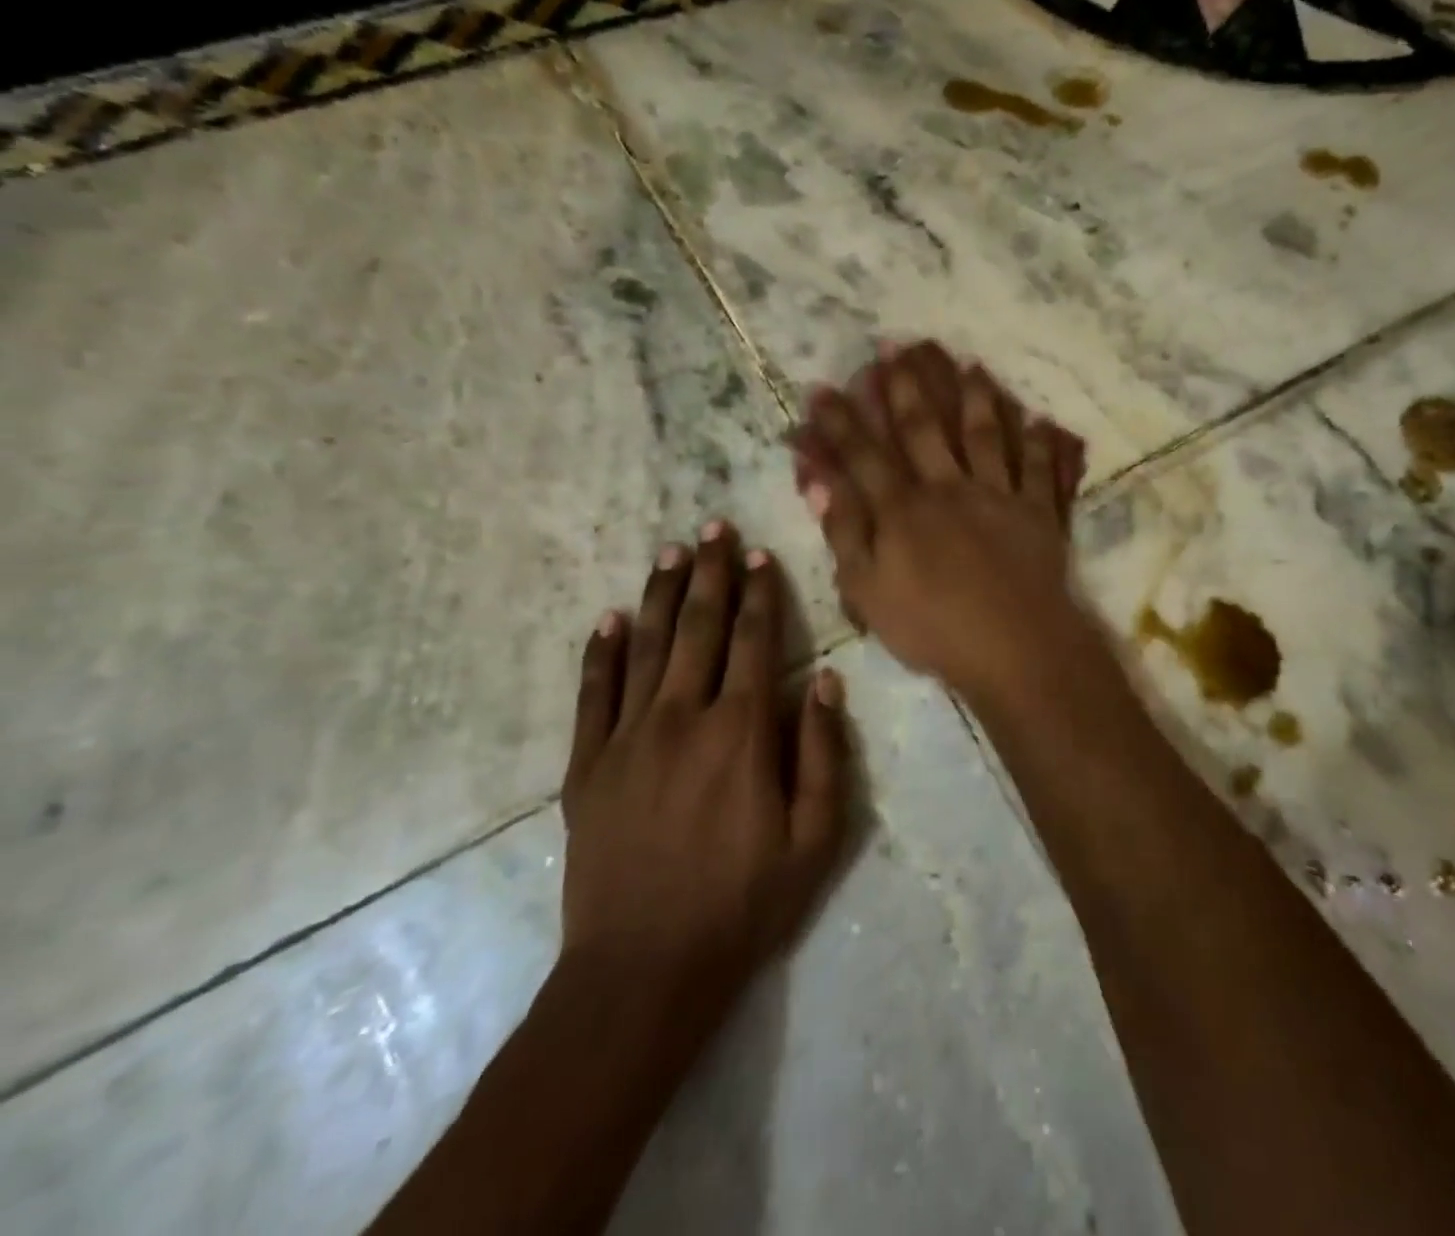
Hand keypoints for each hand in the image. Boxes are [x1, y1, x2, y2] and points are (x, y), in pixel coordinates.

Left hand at [559, 525, 847, 1022]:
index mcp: (741, 732)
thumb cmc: (744, 902)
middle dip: (709, 574)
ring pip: (645, 647)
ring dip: (659, 595)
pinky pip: (593, 694)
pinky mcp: (586, 766)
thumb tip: (824, 682)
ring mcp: (626, 739)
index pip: (753, 641)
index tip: (761, 555)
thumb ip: (822, 753)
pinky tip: (608, 618)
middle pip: (698, 628)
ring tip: (670, 552)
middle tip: (712, 528)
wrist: (644, 969)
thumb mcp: (815, 838)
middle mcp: (683, 718)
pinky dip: (601, 652)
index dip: (760, 594)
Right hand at [789, 342, 1089, 698]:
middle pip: (923, 429)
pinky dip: (1040, 443)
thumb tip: (817, 483)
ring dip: (974, 397)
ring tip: (966, 363)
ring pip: (983, 435)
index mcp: (903, 510)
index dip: (840, 421)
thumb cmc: (933, 629)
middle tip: (894, 346)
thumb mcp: (868, 592)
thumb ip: (843, 533)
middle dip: (905, 386)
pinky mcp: (1038, 513)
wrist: (1014, 650)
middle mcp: (948, 489)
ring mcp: (998, 496)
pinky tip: (1039, 419)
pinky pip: (1040, 470)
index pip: (863, 455)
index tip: (823, 387)